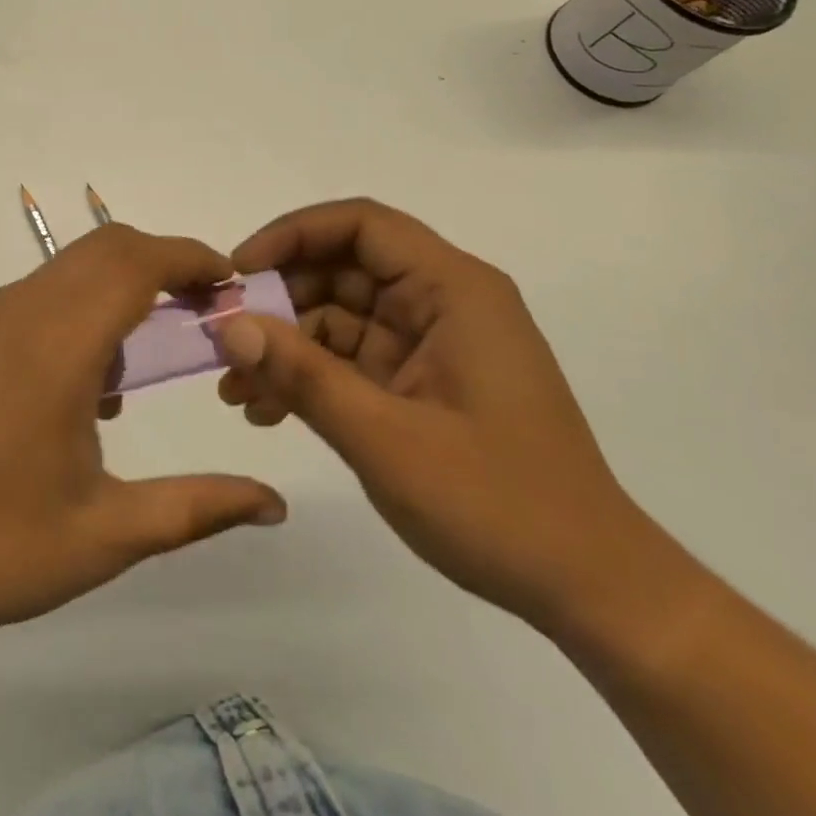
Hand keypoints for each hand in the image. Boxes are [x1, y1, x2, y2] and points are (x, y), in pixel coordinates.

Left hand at [0, 225, 286, 645]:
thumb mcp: (107, 535)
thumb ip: (199, 507)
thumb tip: (274, 505)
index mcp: (53, 347)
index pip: (134, 264)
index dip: (189, 258)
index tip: (226, 282)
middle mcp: (8, 311)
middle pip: (101, 251)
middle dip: (157, 268)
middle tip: (191, 317)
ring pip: (59, 276)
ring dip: (105, 299)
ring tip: (115, 383)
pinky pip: (17, 303)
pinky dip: (59, 318)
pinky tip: (53, 392)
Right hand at [218, 198, 653, 630]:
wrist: (590, 590)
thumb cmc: (499, 504)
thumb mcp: (385, 438)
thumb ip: (302, 374)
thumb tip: (229, 324)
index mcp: (453, 289)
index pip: (361, 225)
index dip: (292, 234)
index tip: (238, 272)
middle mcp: (442, 301)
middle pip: (342, 267)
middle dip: (278, 299)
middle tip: (225, 339)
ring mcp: (431, 342)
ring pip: (338, 314)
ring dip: (284, 344)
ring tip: (235, 391)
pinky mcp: (421, 380)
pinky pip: (350, 357)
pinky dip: (309, 375)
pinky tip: (266, 412)